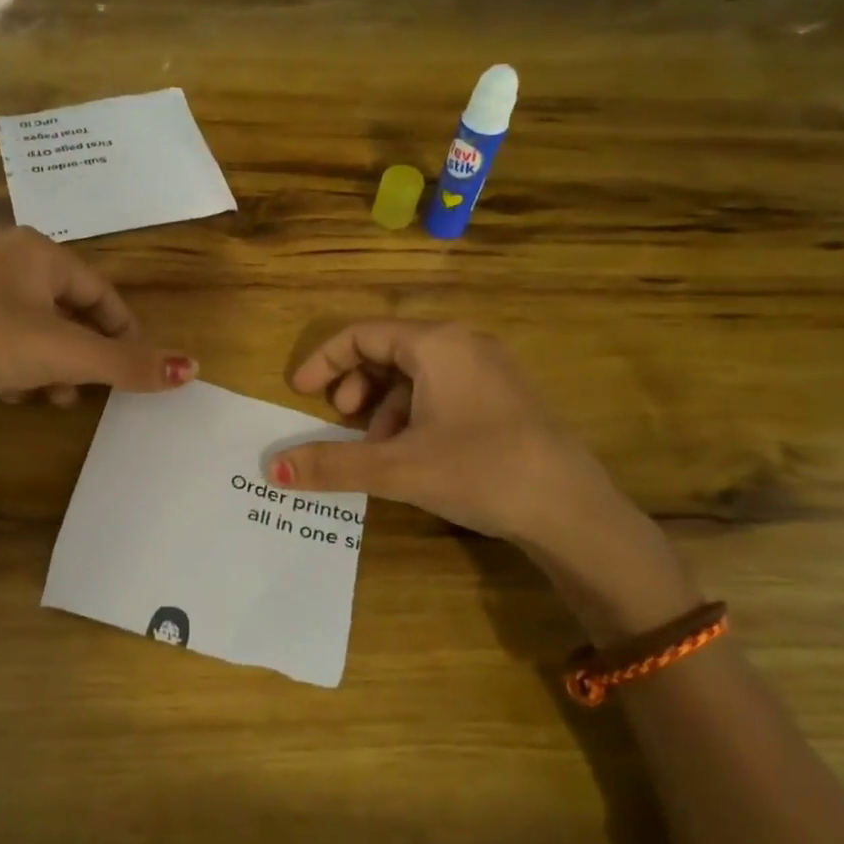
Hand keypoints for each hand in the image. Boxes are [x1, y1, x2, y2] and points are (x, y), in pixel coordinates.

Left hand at [0, 228, 195, 402]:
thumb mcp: (68, 354)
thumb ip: (129, 363)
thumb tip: (192, 368)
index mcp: (37, 251)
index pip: (100, 292)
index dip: (124, 332)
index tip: (136, 367)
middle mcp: (7, 259)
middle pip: (69, 313)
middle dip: (83, 357)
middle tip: (90, 388)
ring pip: (37, 330)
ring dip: (52, 367)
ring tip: (52, 398)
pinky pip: (5, 340)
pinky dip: (18, 366)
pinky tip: (12, 393)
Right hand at [266, 322, 692, 638]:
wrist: (572, 510)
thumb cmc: (480, 471)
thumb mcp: (397, 467)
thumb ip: (332, 464)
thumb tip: (271, 469)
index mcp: (437, 344)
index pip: (362, 334)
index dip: (324, 360)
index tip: (299, 393)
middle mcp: (464, 344)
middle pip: (389, 349)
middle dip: (355, 383)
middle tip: (341, 419)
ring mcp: (490, 369)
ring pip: (416, 373)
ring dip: (384, 405)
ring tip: (376, 447)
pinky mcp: (504, 396)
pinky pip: (442, 389)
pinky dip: (414, 413)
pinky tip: (413, 453)